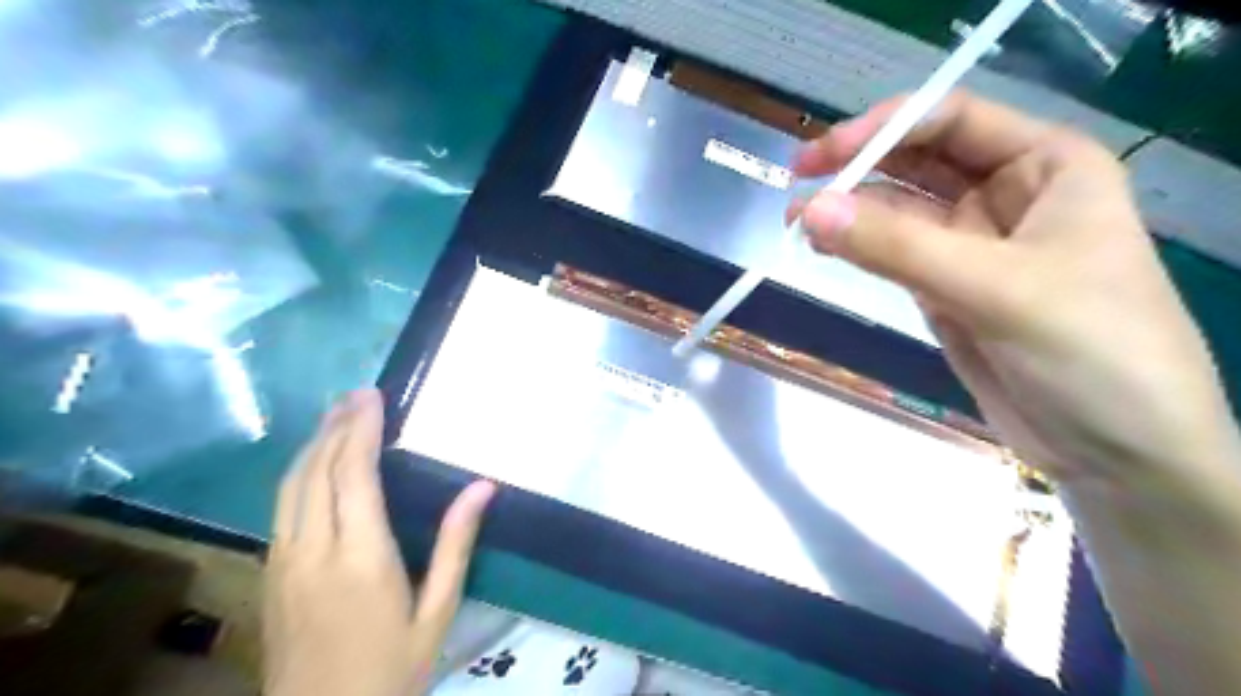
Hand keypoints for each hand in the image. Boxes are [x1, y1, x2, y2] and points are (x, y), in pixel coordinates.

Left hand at [265, 388, 494, 692]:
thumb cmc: (391, 666)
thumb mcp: (437, 611)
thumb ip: (456, 545)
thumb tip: (483, 487)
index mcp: (360, 557)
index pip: (354, 475)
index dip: (361, 430)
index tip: (373, 397)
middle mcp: (313, 550)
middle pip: (317, 471)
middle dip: (336, 426)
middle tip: (356, 393)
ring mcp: (283, 561)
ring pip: (291, 485)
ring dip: (314, 443)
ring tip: (335, 414)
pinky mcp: (271, 573)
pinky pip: (283, 506)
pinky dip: (300, 471)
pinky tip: (315, 461)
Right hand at [790, 89, 1235, 494]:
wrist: (1115, 450)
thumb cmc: (1090, 351)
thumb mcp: (996, 288)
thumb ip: (898, 247)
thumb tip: (810, 210)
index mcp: (1047, 166)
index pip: (953, 122)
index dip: (885, 127)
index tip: (823, 155)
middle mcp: (1008, 195)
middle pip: (919, 162)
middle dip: (858, 167)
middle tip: (797, 182)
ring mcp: (972, 244)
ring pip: (898, 211)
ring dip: (849, 212)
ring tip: (795, 223)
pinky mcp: (945, 288)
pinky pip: (892, 254)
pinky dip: (856, 249)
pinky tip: (823, 248)